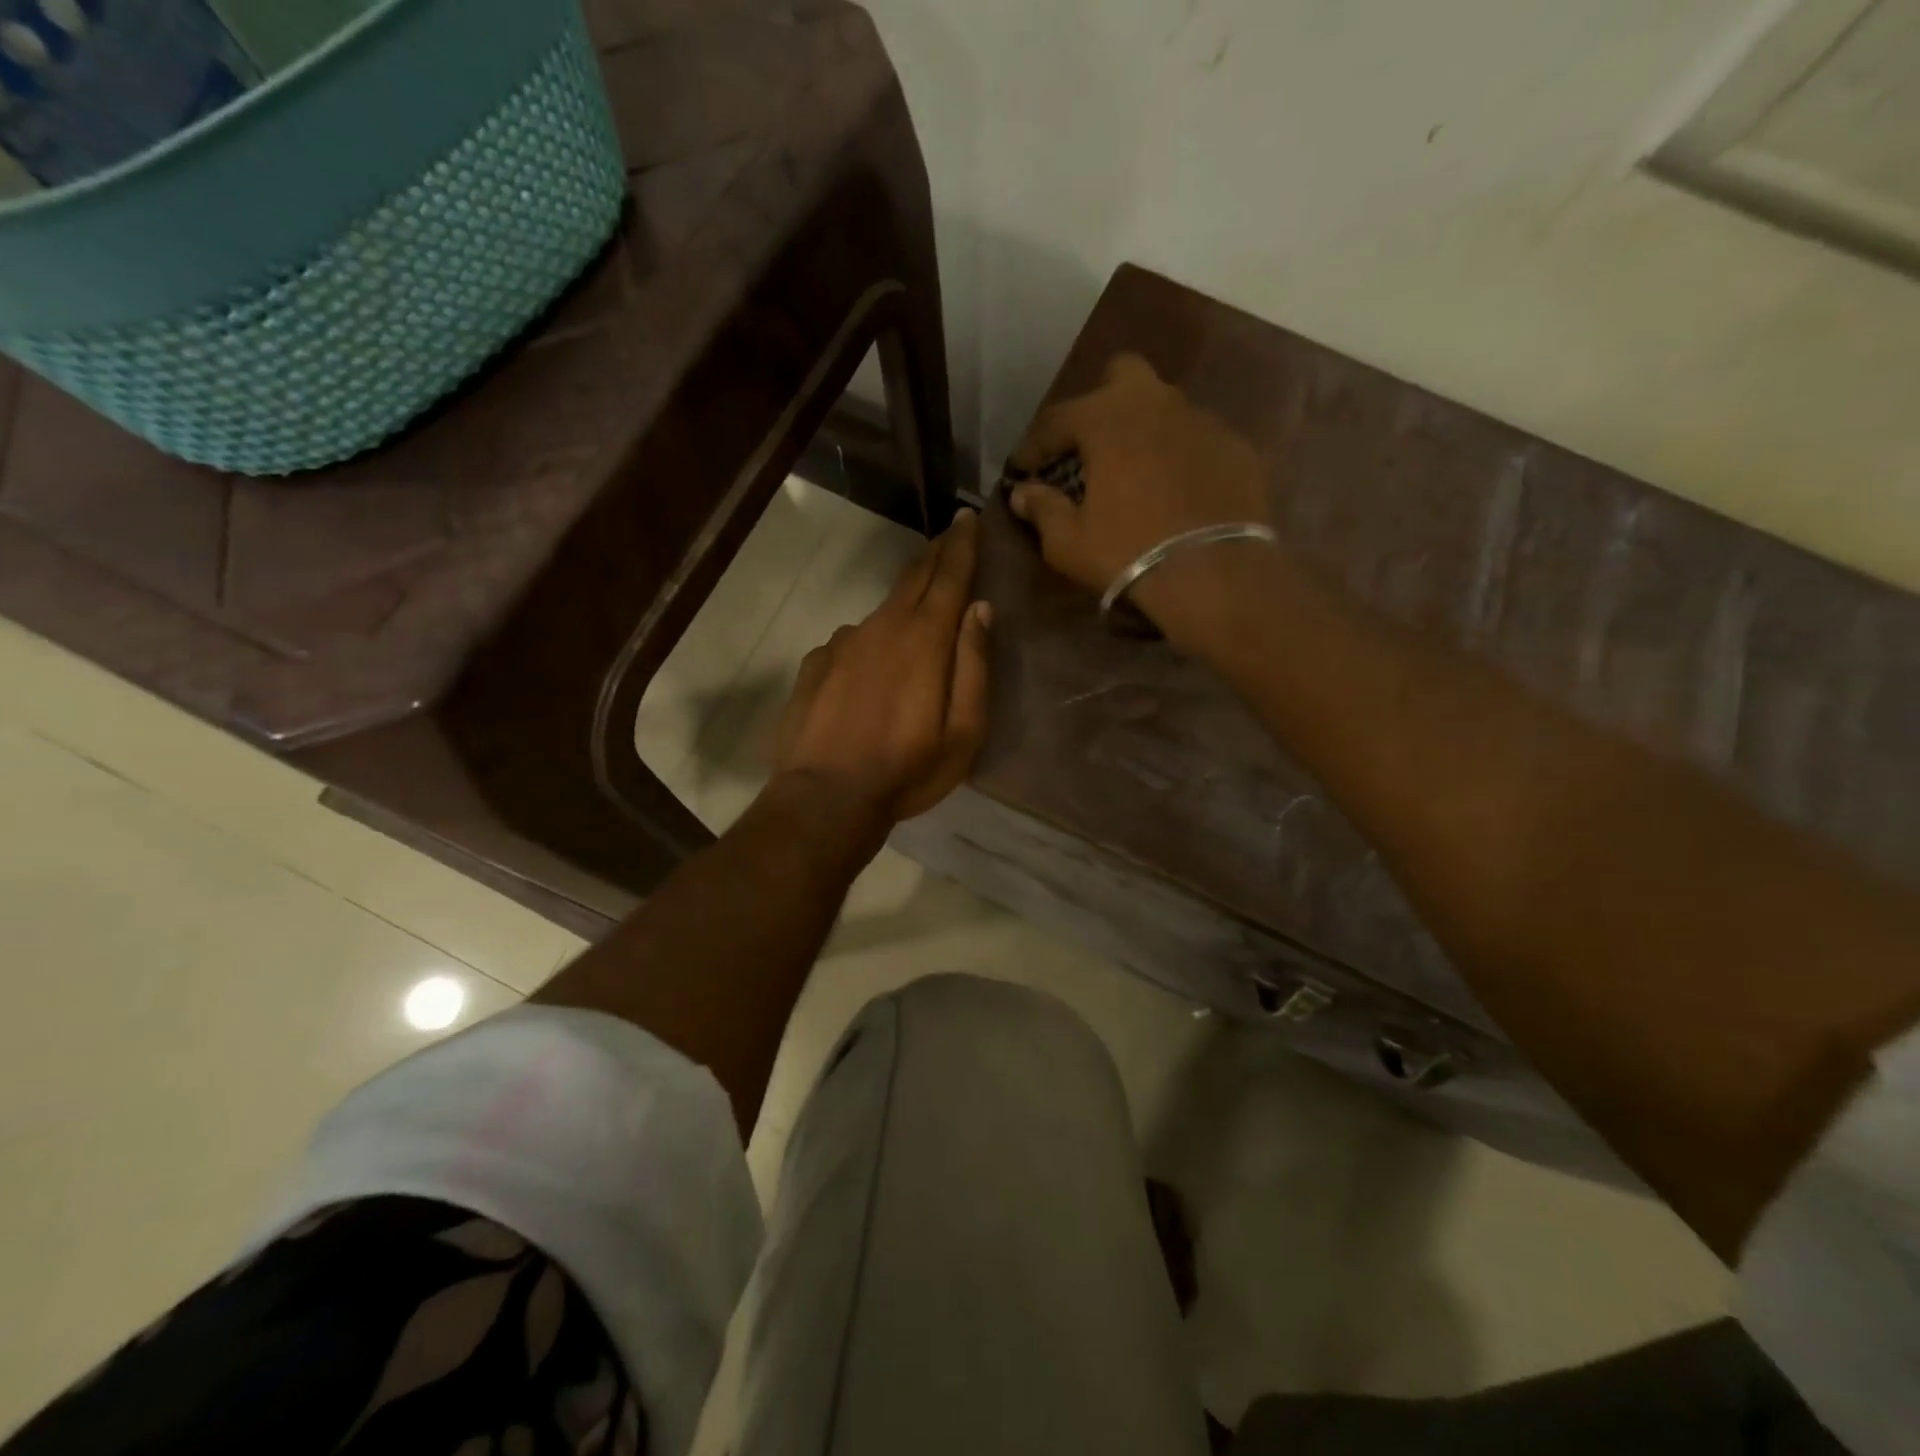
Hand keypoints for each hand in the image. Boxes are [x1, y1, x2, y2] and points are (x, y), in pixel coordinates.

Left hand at [772, 509, 990, 827]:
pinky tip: (870, 665)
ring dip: (904, 600)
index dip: (962, 544)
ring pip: (882, 610)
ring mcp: (843, 643)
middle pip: (913, 577)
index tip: (969, 517)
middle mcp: (882, 627)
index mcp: (924, 639)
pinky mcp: (816, 663)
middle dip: (935, 553)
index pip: (949, 575)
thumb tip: (980, 609)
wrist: (826, 798)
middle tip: (950, 535)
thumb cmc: (906, 770)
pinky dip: (870, 639)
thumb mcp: (963, 731)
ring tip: (917, 608)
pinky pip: (852, 640)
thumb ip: (974, 665)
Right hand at [1005, 354, 1273, 621]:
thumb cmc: (1128, 553)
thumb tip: (1022, 494)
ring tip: (1135, 473)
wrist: (1215, 576)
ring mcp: (1203, 421)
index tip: (1021, 470)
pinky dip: (1180, 458)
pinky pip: (1198, 441)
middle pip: (1121, 376)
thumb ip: (1042, 509)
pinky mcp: (1237, 447)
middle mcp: (1157, 403)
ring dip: (1143, 431)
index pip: (1056, 418)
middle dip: (1100, 404)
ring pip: (1165, 407)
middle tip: (1089, 448)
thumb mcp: (1069, 542)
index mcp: (1107, 418)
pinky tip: (1177, 492)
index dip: (1033, 446)